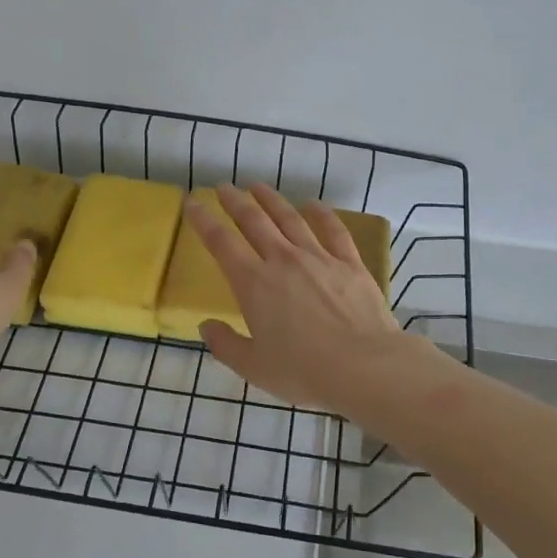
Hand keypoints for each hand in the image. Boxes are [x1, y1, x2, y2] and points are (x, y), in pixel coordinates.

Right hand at [185, 183, 401, 408]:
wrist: (363, 366)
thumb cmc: (303, 371)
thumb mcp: (254, 368)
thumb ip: (226, 345)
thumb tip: (206, 326)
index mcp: (254, 284)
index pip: (221, 243)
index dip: (203, 221)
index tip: (192, 203)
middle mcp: (283, 260)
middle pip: (254, 221)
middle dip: (235, 201)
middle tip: (224, 187)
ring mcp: (319, 257)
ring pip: (290, 218)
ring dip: (271, 200)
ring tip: (258, 186)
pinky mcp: (349, 262)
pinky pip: (333, 230)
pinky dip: (321, 214)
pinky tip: (313, 205)